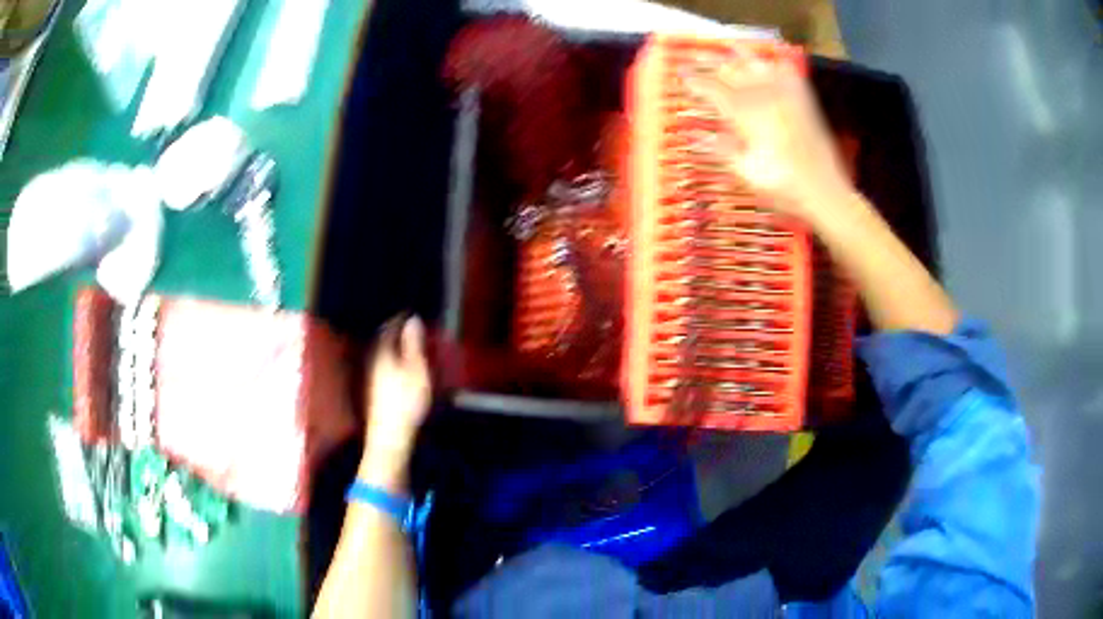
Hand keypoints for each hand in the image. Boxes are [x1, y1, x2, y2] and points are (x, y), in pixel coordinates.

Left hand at [359, 315, 431, 488]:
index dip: (400, 317)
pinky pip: (382, 363)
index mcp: (382, 351)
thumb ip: (413, 344)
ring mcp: (370, 375)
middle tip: (411, 324)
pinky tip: (401, 364)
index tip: (412, 311)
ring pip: (381, 351)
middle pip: (382, 337)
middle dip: (395, 329)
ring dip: (394, 344)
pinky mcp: (373, 389)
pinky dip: (392, 358)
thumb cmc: (405, 401)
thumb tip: (412, 319)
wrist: (389, 436)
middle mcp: (372, 359)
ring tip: (409, 341)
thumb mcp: (416, 370)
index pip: (388, 325)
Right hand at [682, 65, 853, 222]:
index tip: (680, 74)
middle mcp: (765, 98)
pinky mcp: (804, 101)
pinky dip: (775, 64)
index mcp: (747, 116)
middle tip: (693, 58)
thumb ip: (720, 150)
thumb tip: (692, 136)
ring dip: (739, 56)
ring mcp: (787, 96)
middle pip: (732, 71)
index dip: (694, 81)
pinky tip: (769, 63)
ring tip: (726, 48)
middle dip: (710, 64)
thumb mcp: (746, 174)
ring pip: (757, 65)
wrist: (826, 193)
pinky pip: (788, 73)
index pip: (713, 90)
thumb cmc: (784, 189)